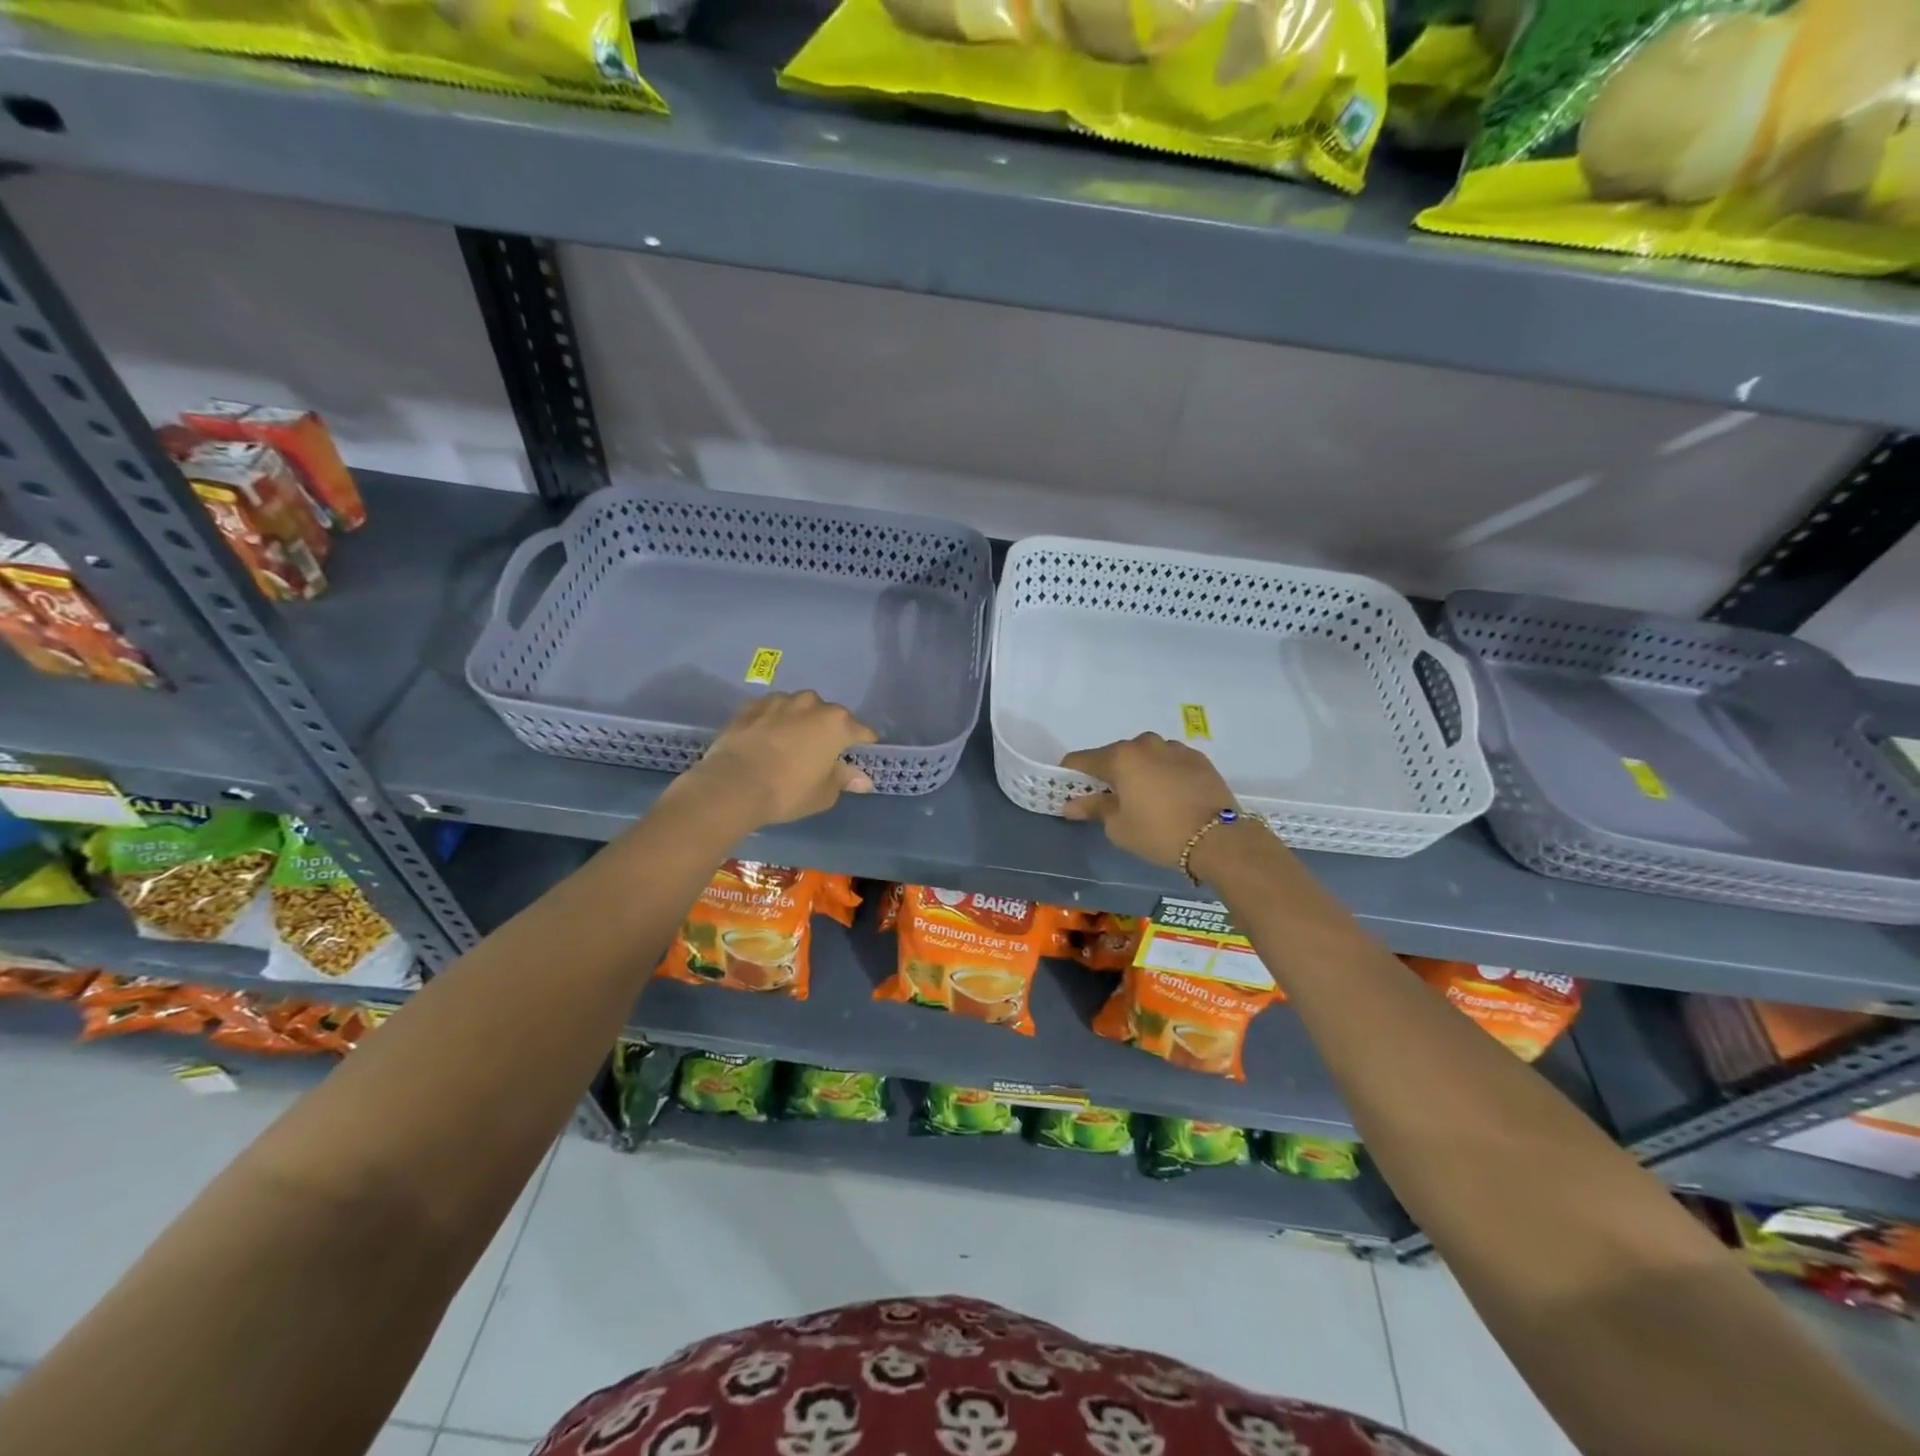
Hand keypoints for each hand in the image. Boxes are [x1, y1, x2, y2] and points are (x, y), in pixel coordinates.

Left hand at [679, 691, 877, 827]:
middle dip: (830, 730)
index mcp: (836, 723)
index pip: (861, 731)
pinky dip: (774, 721)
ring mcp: (779, 701)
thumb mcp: (824, 793)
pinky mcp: (751, 706)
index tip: (861, 756)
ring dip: (800, 721)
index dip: (863, 745)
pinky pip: (771, 710)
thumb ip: (844, 779)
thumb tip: (862, 779)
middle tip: (822, 753)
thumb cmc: (788, 792)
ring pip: (799, 708)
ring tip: (792, 743)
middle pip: (829, 715)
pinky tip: (767, 738)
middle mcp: (811, 704)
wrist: (731, 786)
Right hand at [1061, 733, 1241, 869]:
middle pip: (1114, 755)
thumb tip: (1070, 804)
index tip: (1069, 791)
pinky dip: (1162, 773)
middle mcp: (1145, 744)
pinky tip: (1170, 795)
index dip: (1070, 775)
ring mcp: (1174, 748)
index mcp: (1120, 757)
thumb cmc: (1159, 832)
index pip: (1081, 760)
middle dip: (1108, 774)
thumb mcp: (1119, 827)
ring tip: (1145, 798)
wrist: (1220, 838)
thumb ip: (1093, 809)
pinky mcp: (1197, 758)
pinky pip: (1169, 761)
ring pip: (1144, 756)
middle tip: (1110, 800)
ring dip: (1138, 771)